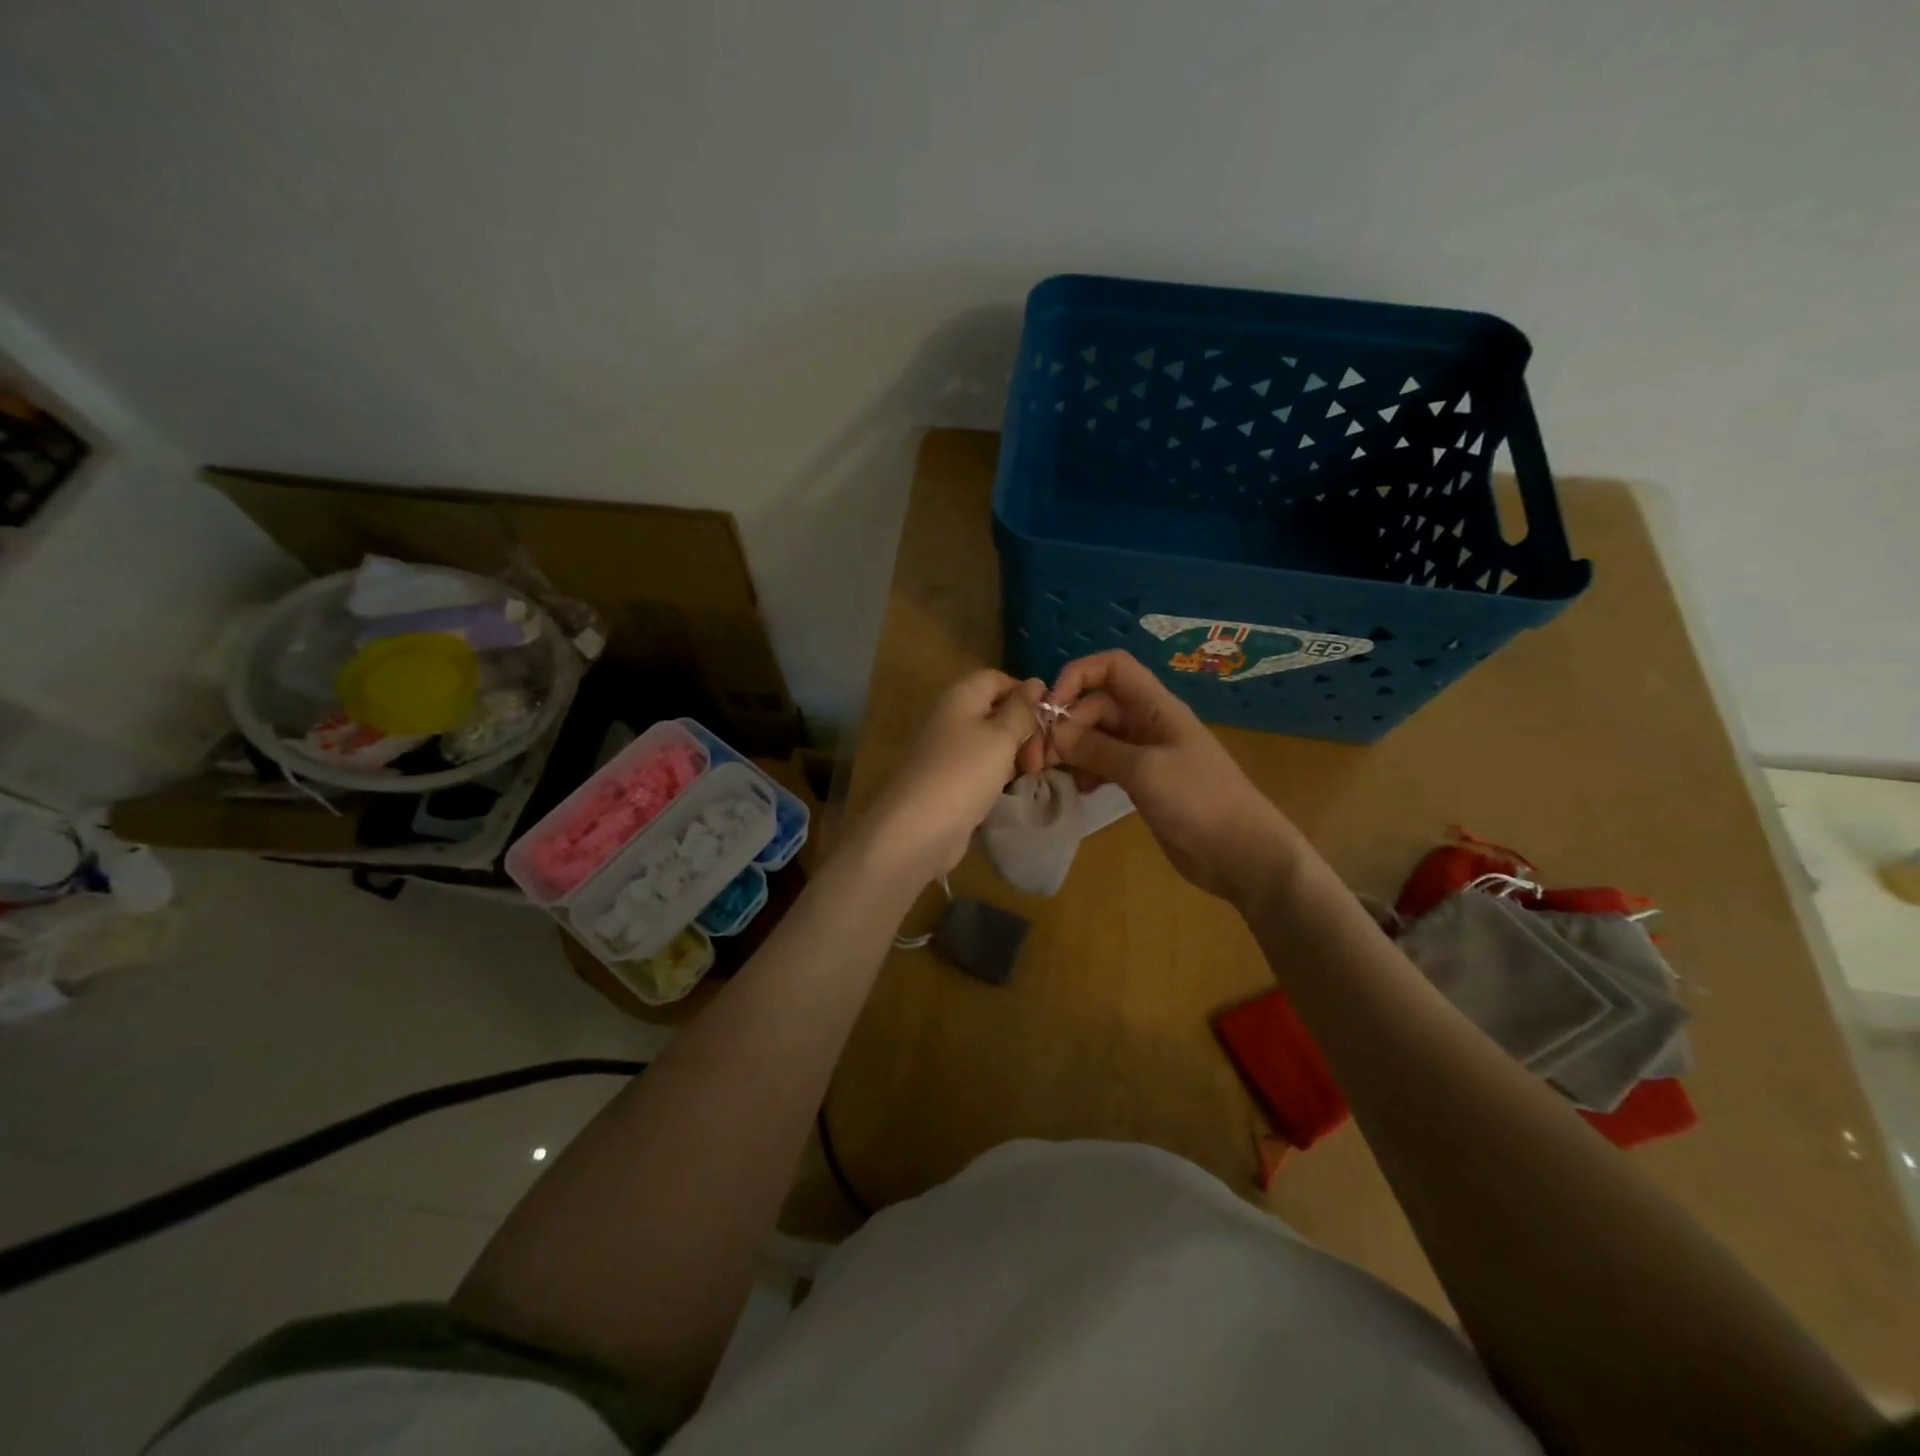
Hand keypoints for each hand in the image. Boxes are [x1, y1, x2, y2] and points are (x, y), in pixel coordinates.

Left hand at [860, 669, 1045, 882]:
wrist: (920, 827)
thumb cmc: (965, 772)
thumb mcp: (1001, 736)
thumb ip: (1021, 709)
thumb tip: (1036, 682)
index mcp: (960, 696)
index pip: (997, 679)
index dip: (1025, 693)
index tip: (1049, 718)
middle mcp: (951, 717)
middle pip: (995, 710)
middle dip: (1024, 728)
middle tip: (1042, 758)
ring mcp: (948, 749)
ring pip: (990, 740)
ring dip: (1015, 753)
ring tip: (1034, 773)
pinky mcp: (949, 778)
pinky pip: (980, 765)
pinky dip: (999, 772)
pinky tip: (1013, 787)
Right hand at [1044, 650, 1307, 909]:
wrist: (1242, 853)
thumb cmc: (1198, 800)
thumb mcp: (1145, 770)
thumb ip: (1097, 748)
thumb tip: (1054, 732)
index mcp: (1155, 706)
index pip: (1112, 667)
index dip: (1078, 676)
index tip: (1051, 708)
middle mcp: (1147, 723)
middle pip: (1095, 705)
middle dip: (1065, 725)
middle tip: (1039, 758)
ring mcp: (1145, 753)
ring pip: (1096, 736)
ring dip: (1071, 750)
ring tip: (1052, 775)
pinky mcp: (1142, 782)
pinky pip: (1104, 764)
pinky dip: (1086, 771)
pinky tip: (1078, 790)